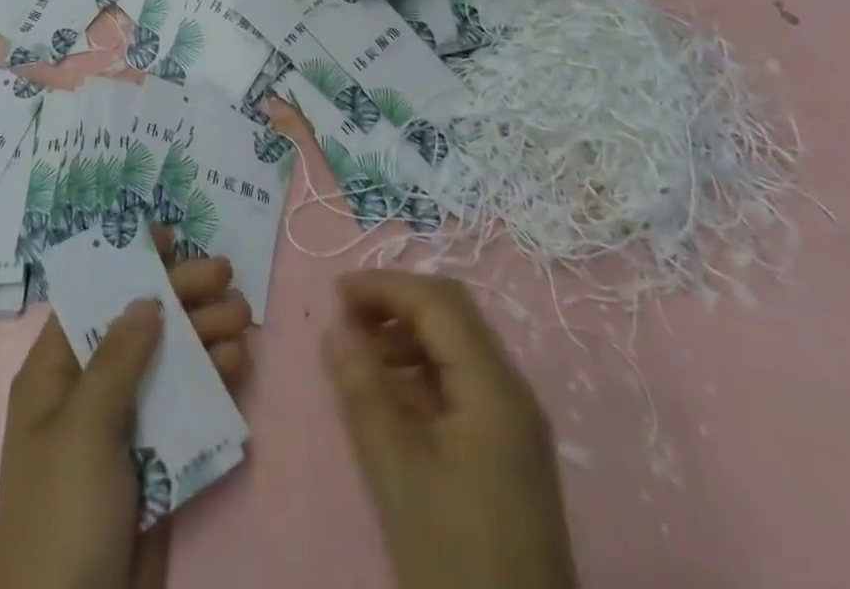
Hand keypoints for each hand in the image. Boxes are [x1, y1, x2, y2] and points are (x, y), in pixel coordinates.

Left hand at [0, 248, 251, 588]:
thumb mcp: (82, 429)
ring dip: (205, 335)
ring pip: (169, 362)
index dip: (129, 262)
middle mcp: (89, 391)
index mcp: (54, 374)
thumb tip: (144, 297)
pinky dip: (211, 382)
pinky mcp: (155, 461)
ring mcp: (124, 427)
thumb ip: (117, 359)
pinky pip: (186, 407)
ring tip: (241, 318)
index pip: (93, 298)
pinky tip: (237, 365)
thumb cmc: (63, 515)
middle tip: (226, 273)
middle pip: (140, 325)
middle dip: (182, 296)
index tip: (171, 235)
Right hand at [325, 271, 576, 588]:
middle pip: (452, 315)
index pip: (438, 303)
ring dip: (406, 335)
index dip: (385, 287)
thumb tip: (334, 331)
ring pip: (457, 345)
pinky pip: (462, 382)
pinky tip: (389, 395)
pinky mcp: (508, 449)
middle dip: (395, 304)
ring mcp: (515, 422)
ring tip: (359, 357)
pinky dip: (421, 370)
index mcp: (494, 389)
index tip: (334, 294)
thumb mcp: (397, 477)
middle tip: (346, 319)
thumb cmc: (455, 562)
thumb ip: (363, 394)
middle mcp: (512, 391)